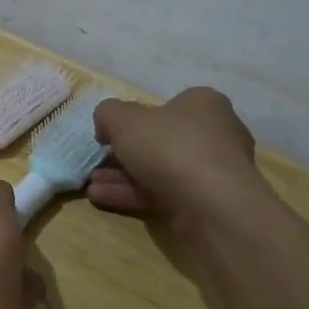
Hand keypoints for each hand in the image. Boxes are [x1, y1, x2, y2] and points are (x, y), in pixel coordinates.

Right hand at [88, 87, 267, 222]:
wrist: (212, 205)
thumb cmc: (170, 147)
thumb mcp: (124, 119)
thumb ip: (108, 114)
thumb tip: (107, 124)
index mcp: (204, 104)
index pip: (167, 107)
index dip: (135, 119)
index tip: (110, 135)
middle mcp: (216, 134)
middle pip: (161, 142)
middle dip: (124, 154)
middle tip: (98, 163)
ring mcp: (214, 173)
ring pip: (161, 171)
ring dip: (123, 178)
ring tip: (92, 185)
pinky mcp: (208, 204)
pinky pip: (165, 195)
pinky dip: (134, 196)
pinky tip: (103, 199)